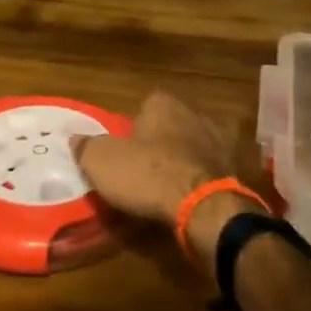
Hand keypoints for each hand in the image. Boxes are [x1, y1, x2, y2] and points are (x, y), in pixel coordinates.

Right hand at [72, 92, 268, 271]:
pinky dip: (202, 179)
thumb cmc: (147, 174)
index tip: (125, 149)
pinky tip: (190, 196)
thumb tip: (74, 138)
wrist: (202, 207)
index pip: (145, 105)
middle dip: (161, 141)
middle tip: (144, 168)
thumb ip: (86, 147)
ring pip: (194, 145)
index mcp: (163, 104)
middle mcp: (195, 113)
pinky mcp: (235, 168)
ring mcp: (219, 140)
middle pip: (172, 124)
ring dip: (184, 160)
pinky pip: (211, 169)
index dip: (133, 127)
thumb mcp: (101, 162)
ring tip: (168, 186)